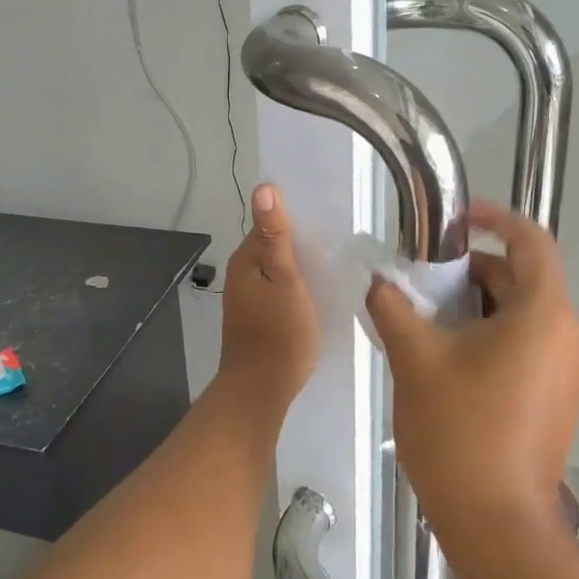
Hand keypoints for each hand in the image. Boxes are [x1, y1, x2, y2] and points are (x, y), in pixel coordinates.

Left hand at [216, 184, 319, 402]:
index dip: (295, 218)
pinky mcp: (256, 315)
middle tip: (337, 240)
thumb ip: (276, 236)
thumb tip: (264, 188)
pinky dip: (295, 284)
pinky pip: (277, 288)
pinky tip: (315, 290)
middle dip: (299, 240)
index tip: (327, 218)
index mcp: (246, 259)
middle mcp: (241, 273)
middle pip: (272, 244)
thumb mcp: (285, 280)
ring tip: (331, 262)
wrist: (260, 390)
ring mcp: (247, 296)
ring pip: (276, 268)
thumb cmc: (279, 333)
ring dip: (298, 263)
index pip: (269, 222)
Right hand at [366, 201, 578, 537]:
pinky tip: (453, 354)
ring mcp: (572, 371)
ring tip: (431, 318)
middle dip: (475, 271)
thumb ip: (394, 307)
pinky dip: (495, 334)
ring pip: (525, 314)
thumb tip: (381, 283)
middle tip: (425, 279)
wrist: (495, 523)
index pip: (531, 242)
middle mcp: (571, 336)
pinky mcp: (563, 398)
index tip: (457, 220)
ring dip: (481, 305)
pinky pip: (531, 345)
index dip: (496, 220)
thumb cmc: (459, 429)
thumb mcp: (415, 358)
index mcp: (545, 315)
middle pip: (525, 279)